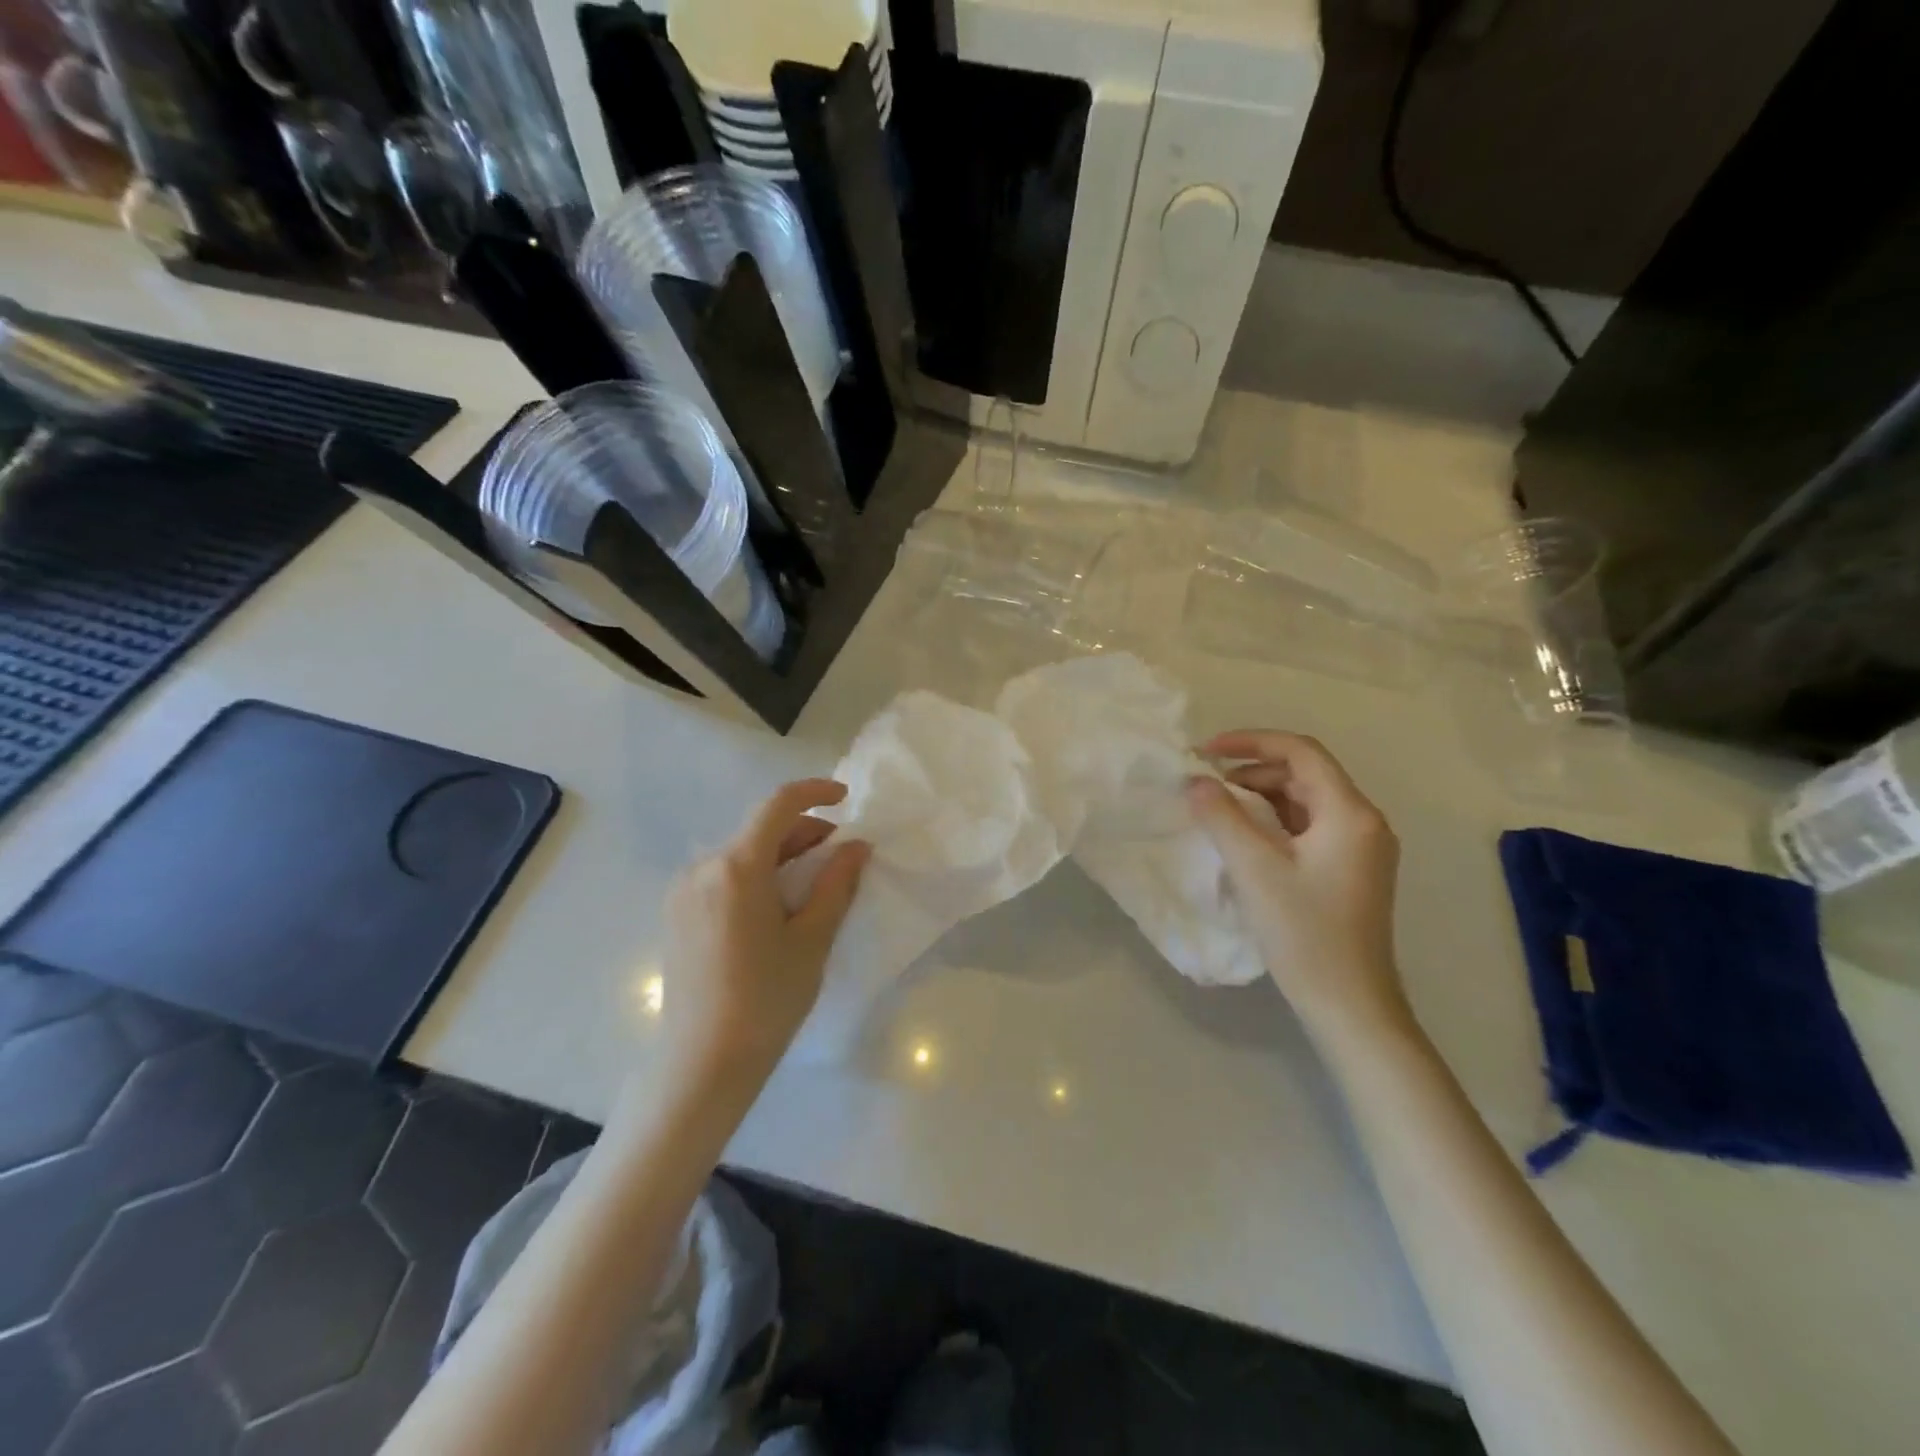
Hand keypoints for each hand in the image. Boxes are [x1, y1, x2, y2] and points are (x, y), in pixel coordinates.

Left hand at [662, 779, 869, 1077]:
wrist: (702, 1064)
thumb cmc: (766, 1000)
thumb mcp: (812, 940)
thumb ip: (837, 883)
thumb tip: (856, 846)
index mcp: (736, 867)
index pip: (778, 805)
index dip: (815, 792)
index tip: (846, 800)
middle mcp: (702, 867)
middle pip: (759, 829)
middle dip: (803, 831)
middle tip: (840, 855)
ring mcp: (683, 891)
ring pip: (741, 853)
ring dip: (780, 855)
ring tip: (812, 884)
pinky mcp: (676, 914)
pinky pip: (722, 876)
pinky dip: (756, 875)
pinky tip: (775, 906)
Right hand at [1188, 731, 1412, 1050]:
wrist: (1350, 1005)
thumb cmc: (1304, 933)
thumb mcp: (1254, 869)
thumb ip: (1221, 817)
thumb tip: (1196, 783)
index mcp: (1350, 813)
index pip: (1300, 752)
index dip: (1250, 742)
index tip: (1205, 752)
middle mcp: (1364, 822)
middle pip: (1305, 774)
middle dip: (1252, 770)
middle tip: (1206, 785)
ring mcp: (1362, 848)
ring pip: (1306, 801)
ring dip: (1261, 796)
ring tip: (1219, 809)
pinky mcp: (1352, 871)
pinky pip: (1310, 827)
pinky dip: (1275, 821)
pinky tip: (1246, 838)